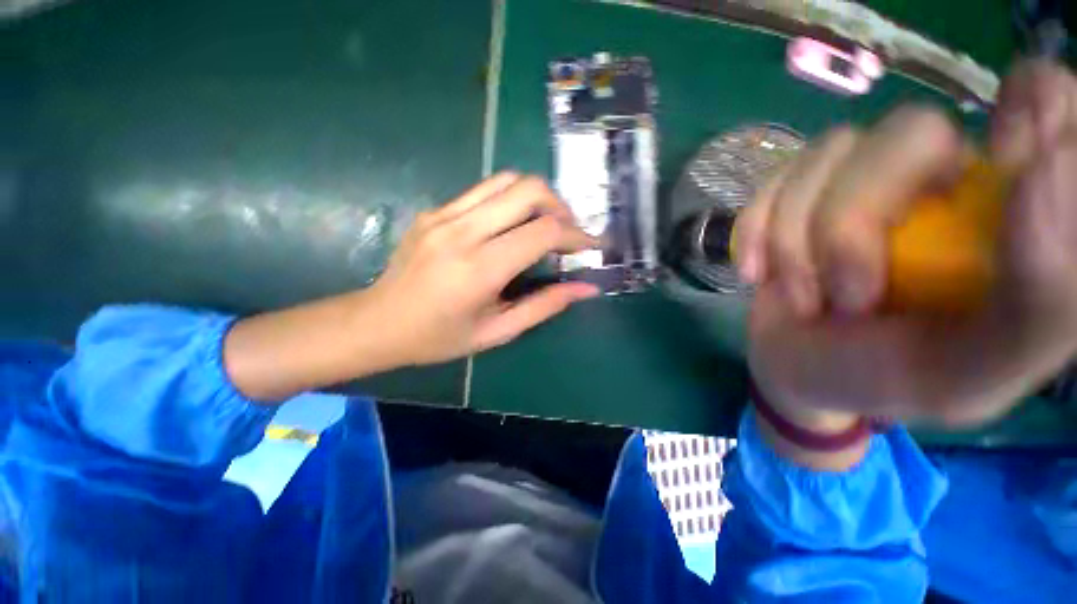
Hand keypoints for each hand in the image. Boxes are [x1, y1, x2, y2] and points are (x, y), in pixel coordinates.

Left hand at [225, 173, 597, 400]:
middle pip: (528, 190)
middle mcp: (463, 231)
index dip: (576, 236)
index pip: (544, 232)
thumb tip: (586, 288)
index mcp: (480, 269)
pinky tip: (513, 224)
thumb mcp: (497, 331)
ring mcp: (444, 214)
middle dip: (561, 206)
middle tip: (569, 233)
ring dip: (537, 197)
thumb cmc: (439, 337)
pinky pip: (484, 191)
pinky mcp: (435, 210)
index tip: (590, 246)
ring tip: (546, 223)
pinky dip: (511, 200)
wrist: (378, 322)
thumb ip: (545, 306)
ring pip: (507, 180)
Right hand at [736, 61, 1076, 428]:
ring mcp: (864, 177)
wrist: (799, 367)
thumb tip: (1048, 170)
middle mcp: (944, 177)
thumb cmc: (886, 378)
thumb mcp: (972, 374)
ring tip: (802, 301)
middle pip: (911, 131)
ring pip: (830, 154)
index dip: (1035, 105)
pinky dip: (756, 230)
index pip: (1051, 105)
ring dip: (795, 242)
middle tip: (847, 299)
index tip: (1008, 160)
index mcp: (1009, 216)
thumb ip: (1041, 300)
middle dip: (854, 223)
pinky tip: (757, 273)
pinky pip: (775, 181)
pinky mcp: (801, 191)